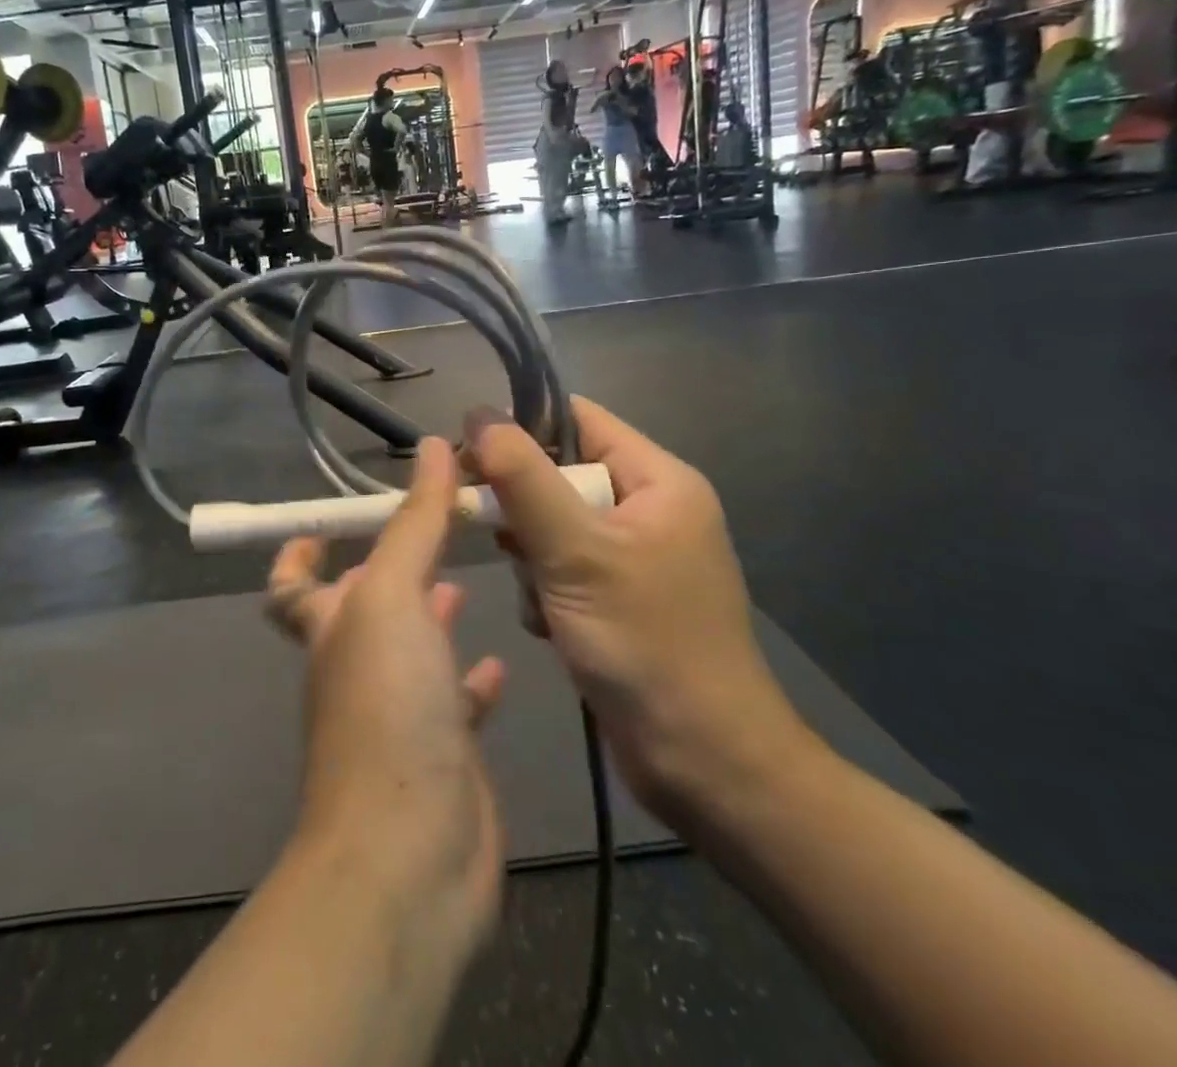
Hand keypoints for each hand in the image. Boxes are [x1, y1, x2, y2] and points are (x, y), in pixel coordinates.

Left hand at [267, 438, 506, 964]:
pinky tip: (500, 660)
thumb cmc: (388, 707)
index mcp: (330, 626)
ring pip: (412, 649)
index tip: (326, 522)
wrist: (410, 853)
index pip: (291, 585)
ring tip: (469, 578)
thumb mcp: (393, 596)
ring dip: (432, 615)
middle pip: (362, 608)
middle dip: (391, 569)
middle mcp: (355, 666)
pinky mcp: (443, 752)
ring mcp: (398, 712)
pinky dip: (472, 679)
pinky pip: (455, 702)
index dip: (297, 551)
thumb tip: (435, 446)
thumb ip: (415, 522)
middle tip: (436, 530)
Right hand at [465, 399, 813, 826]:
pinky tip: (549, 624)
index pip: (578, 420)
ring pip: (554, 524)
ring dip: (531, 556)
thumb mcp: (575, 552)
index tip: (471, 457)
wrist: (705, 764)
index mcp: (658, 481)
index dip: (522, 428)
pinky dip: (545, 589)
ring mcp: (635, 557)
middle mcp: (650, 509)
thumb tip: (478, 412)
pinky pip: (564, 567)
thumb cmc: (645, 644)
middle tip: (499, 537)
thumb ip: (523, 478)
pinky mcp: (620, 598)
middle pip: (560, 474)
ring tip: (539, 597)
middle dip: (524, 508)